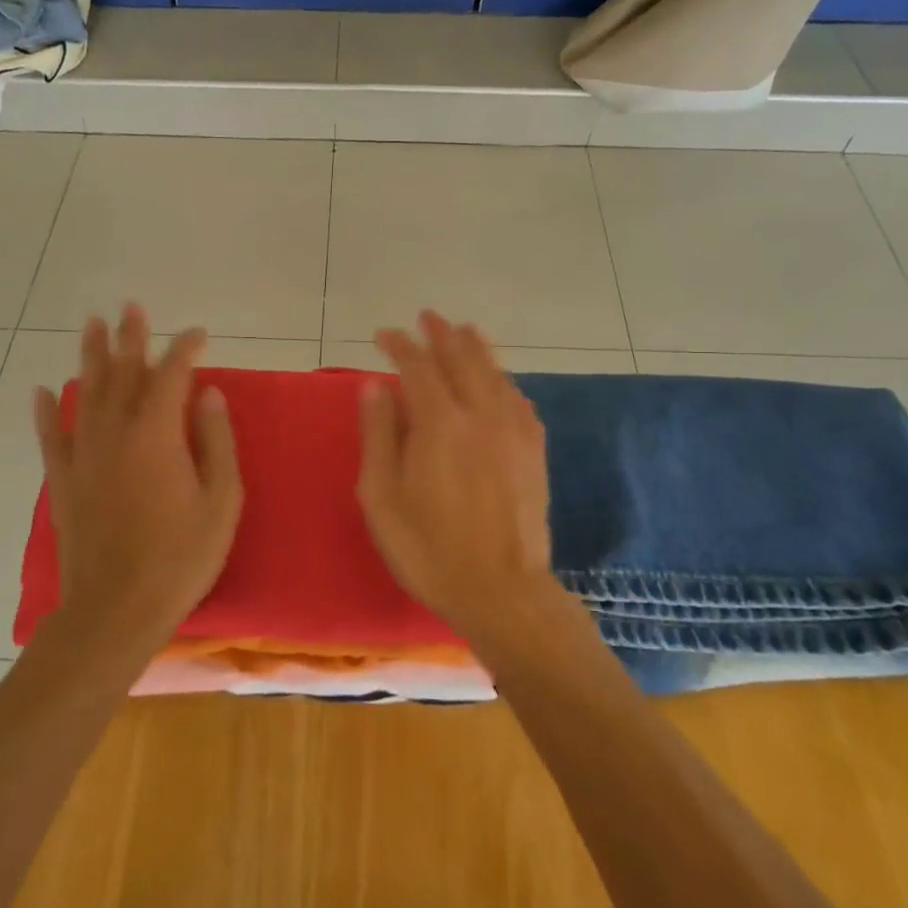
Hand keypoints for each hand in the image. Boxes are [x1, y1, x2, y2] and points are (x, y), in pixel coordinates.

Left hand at [32, 305, 242, 653]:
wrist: (115, 611)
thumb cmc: (180, 557)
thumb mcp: (221, 501)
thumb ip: (216, 441)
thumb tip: (209, 395)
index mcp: (157, 434)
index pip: (172, 374)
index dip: (185, 349)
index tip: (199, 334)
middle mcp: (115, 433)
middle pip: (123, 372)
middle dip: (130, 337)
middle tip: (131, 306)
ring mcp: (84, 455)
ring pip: (86, 393)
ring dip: (91, 357)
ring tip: (92, 325)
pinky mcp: (63, 481)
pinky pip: (52, 436)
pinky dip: (46, 412)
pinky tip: (43, 391)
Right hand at [356, 311, 555, 641]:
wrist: (502, 591)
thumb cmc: (429, 549)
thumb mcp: (382, 497)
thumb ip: (378, 435)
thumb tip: (374, 386)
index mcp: (440, 423)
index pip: (417, 366)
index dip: (400, 345)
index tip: (383, 334)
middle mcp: (481, 413)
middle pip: (462, 358)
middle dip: (442, 334)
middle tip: (427, 317)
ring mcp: (513, 430)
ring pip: (495, 373)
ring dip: (476, 347)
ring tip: (464, 331)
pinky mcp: (533, 449)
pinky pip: (518, 399)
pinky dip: (503, 380)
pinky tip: (499, 381)